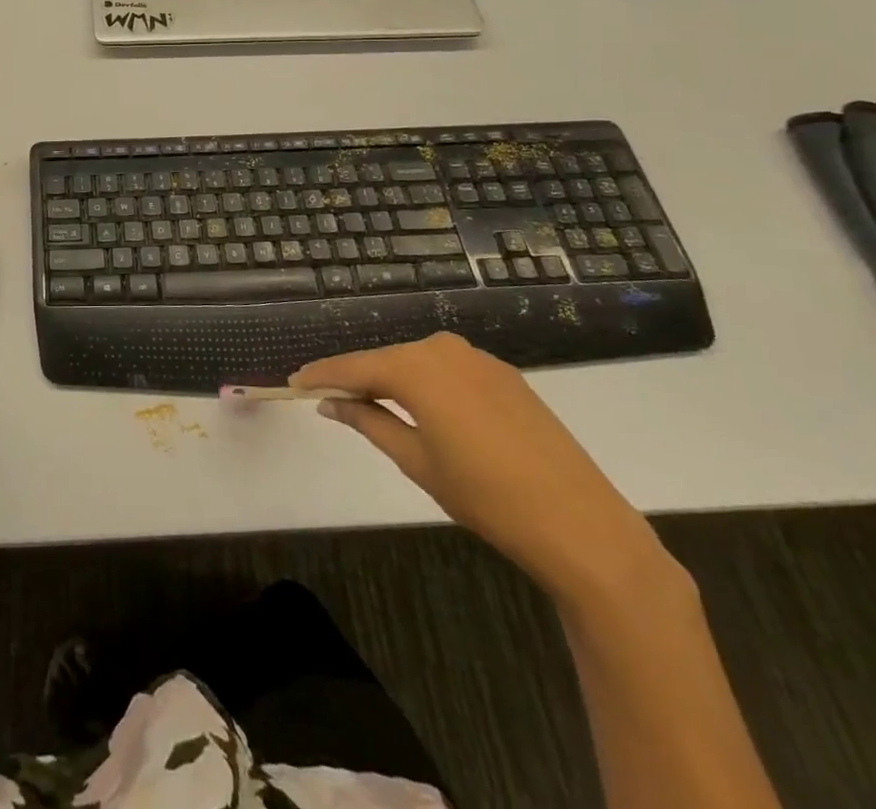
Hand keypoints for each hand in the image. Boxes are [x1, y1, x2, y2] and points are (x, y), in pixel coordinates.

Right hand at [293, 333, 680, 610]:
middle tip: (327, 398)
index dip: (321, 375)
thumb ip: (368, 422)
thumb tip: (330, 403)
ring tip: (370, 406)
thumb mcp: (416, 461)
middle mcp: (444, 349)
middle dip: (356, 378)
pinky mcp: (505, 376)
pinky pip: (448, 371)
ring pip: (417, 363)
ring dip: (392, 380)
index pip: (354, 367)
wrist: (582, 526)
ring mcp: (479, 359)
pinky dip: (426, 384)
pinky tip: (422, 408)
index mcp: (417, 368)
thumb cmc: (486, 496)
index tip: (293, 382)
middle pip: (385, 360)